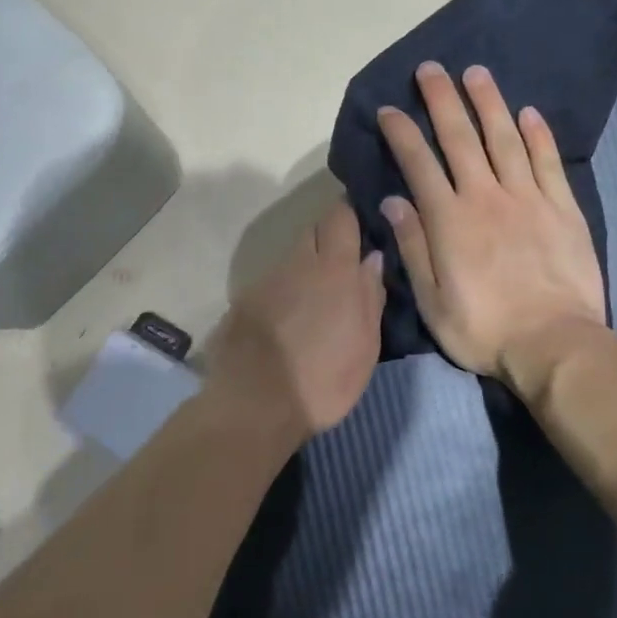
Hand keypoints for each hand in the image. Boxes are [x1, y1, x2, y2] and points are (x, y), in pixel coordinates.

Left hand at [207, 203, 386, 447]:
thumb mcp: (365, 345)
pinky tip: (290, 318)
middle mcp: (297, 264)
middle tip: (346, 260)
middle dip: (330, 236)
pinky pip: (272, 284)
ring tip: (318, 297)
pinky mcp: (244, 302)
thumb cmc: (323, 380)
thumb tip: (373, 258)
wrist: (255, 406)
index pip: (341, 216)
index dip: (352, 211)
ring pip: (292, 258)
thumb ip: (370, 295)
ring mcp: (266, 281)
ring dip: (307, 267)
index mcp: (333, 270)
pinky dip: (285, 291)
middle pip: (314, 230)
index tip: (364, 217)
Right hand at [377, 63, 606, 393]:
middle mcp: (486, 197)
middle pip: (461, 138)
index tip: (389, 110)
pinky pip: (548, 161)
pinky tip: (529, 112)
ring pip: (505, 138)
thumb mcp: (432, 301)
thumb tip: (392, 202)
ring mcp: (528, 198)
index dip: (402, 133)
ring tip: (476, 73)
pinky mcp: (563, 208)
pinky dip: (538, 134)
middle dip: (442, 100)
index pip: (420, 164)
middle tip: (431, 68)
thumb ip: (413, 247)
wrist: (554, 344)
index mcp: (450, 220)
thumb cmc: (484, 329)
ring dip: (489, 103)